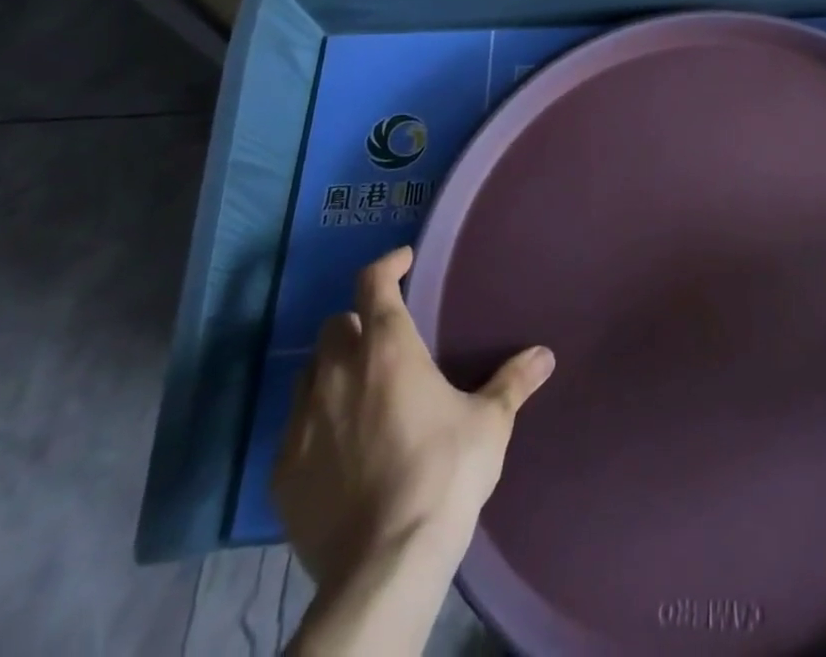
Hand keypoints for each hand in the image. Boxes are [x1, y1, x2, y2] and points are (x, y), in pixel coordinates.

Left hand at [272, 246, 555, 586]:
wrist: (384, 563)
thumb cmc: (444, 472)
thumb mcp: (489, 422)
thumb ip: (513, 382)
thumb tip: (544, 354)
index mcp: (388, 348)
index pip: (373, 283)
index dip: (387, 265)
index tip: (404, 262)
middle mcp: (337, 373)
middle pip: (335, 325)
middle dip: (358, 323)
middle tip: (385, 341)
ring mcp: (302, 422)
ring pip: (309, 373)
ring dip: (333, 369)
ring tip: (361, 390)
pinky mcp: (281, 471)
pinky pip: (295, 427)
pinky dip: (316, 422)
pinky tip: (340, 446)